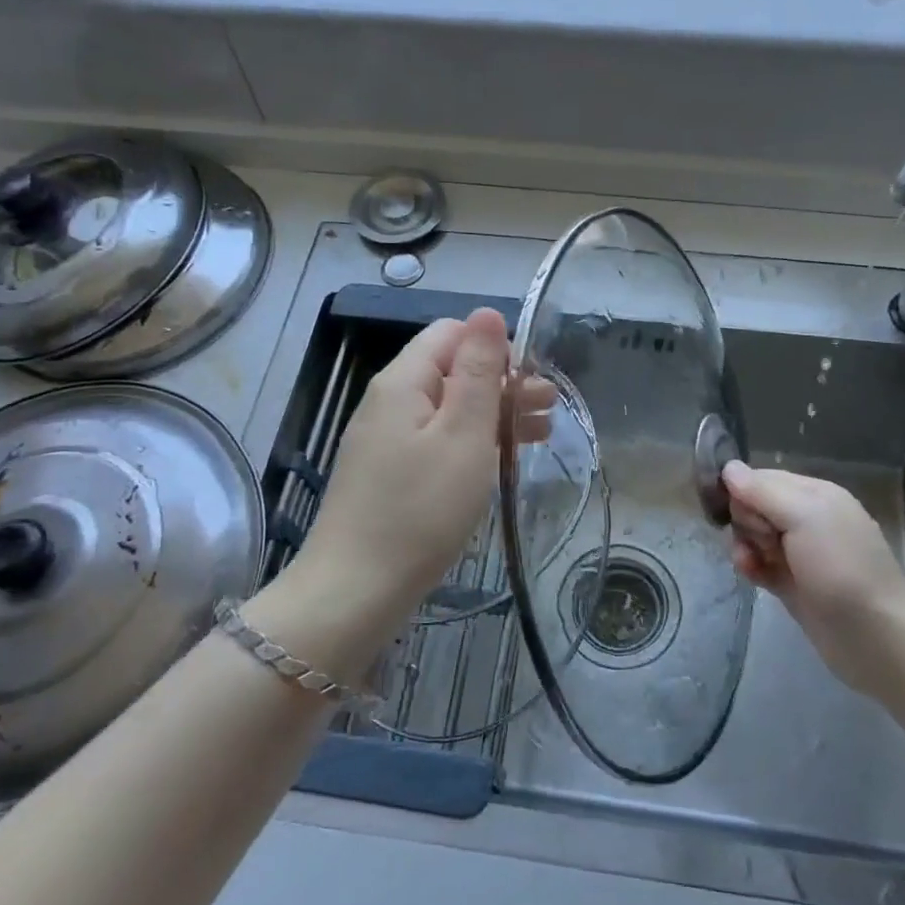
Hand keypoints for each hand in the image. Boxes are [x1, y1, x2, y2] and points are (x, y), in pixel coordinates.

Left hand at [293, 309, 551, 620]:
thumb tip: (488, 312)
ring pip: (447, 408)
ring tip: (538, 434)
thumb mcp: (463, 434)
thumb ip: (478, 371)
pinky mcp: (388, 474)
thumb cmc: (421, 509)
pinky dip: (470, 443)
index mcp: (403, 381)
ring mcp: (385, 440)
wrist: (355, 591)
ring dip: (492, 414)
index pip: (451, 333)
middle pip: (450, 371)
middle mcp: (389, 401)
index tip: (530, 380)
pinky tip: (499, 461)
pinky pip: (435, 441)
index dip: (494, 347)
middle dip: (501, 382)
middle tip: (549, 409)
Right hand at [722, 461, 904, 697]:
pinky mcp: (790, 582)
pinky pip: (758, 563)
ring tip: (751, 563)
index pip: (762, 478)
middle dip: (746, 521)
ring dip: (745, 546)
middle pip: (754, 506)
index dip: (743, 491)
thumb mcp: (804, 517)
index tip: (739, 511)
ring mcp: (798, 552)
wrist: (874, 636)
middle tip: (763, 540)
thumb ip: (763, 491)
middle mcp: (806, 518)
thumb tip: (728, 467)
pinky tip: (751, 576)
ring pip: (753, 536)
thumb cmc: (841, 567)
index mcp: (814, 494)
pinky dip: (751, 566)